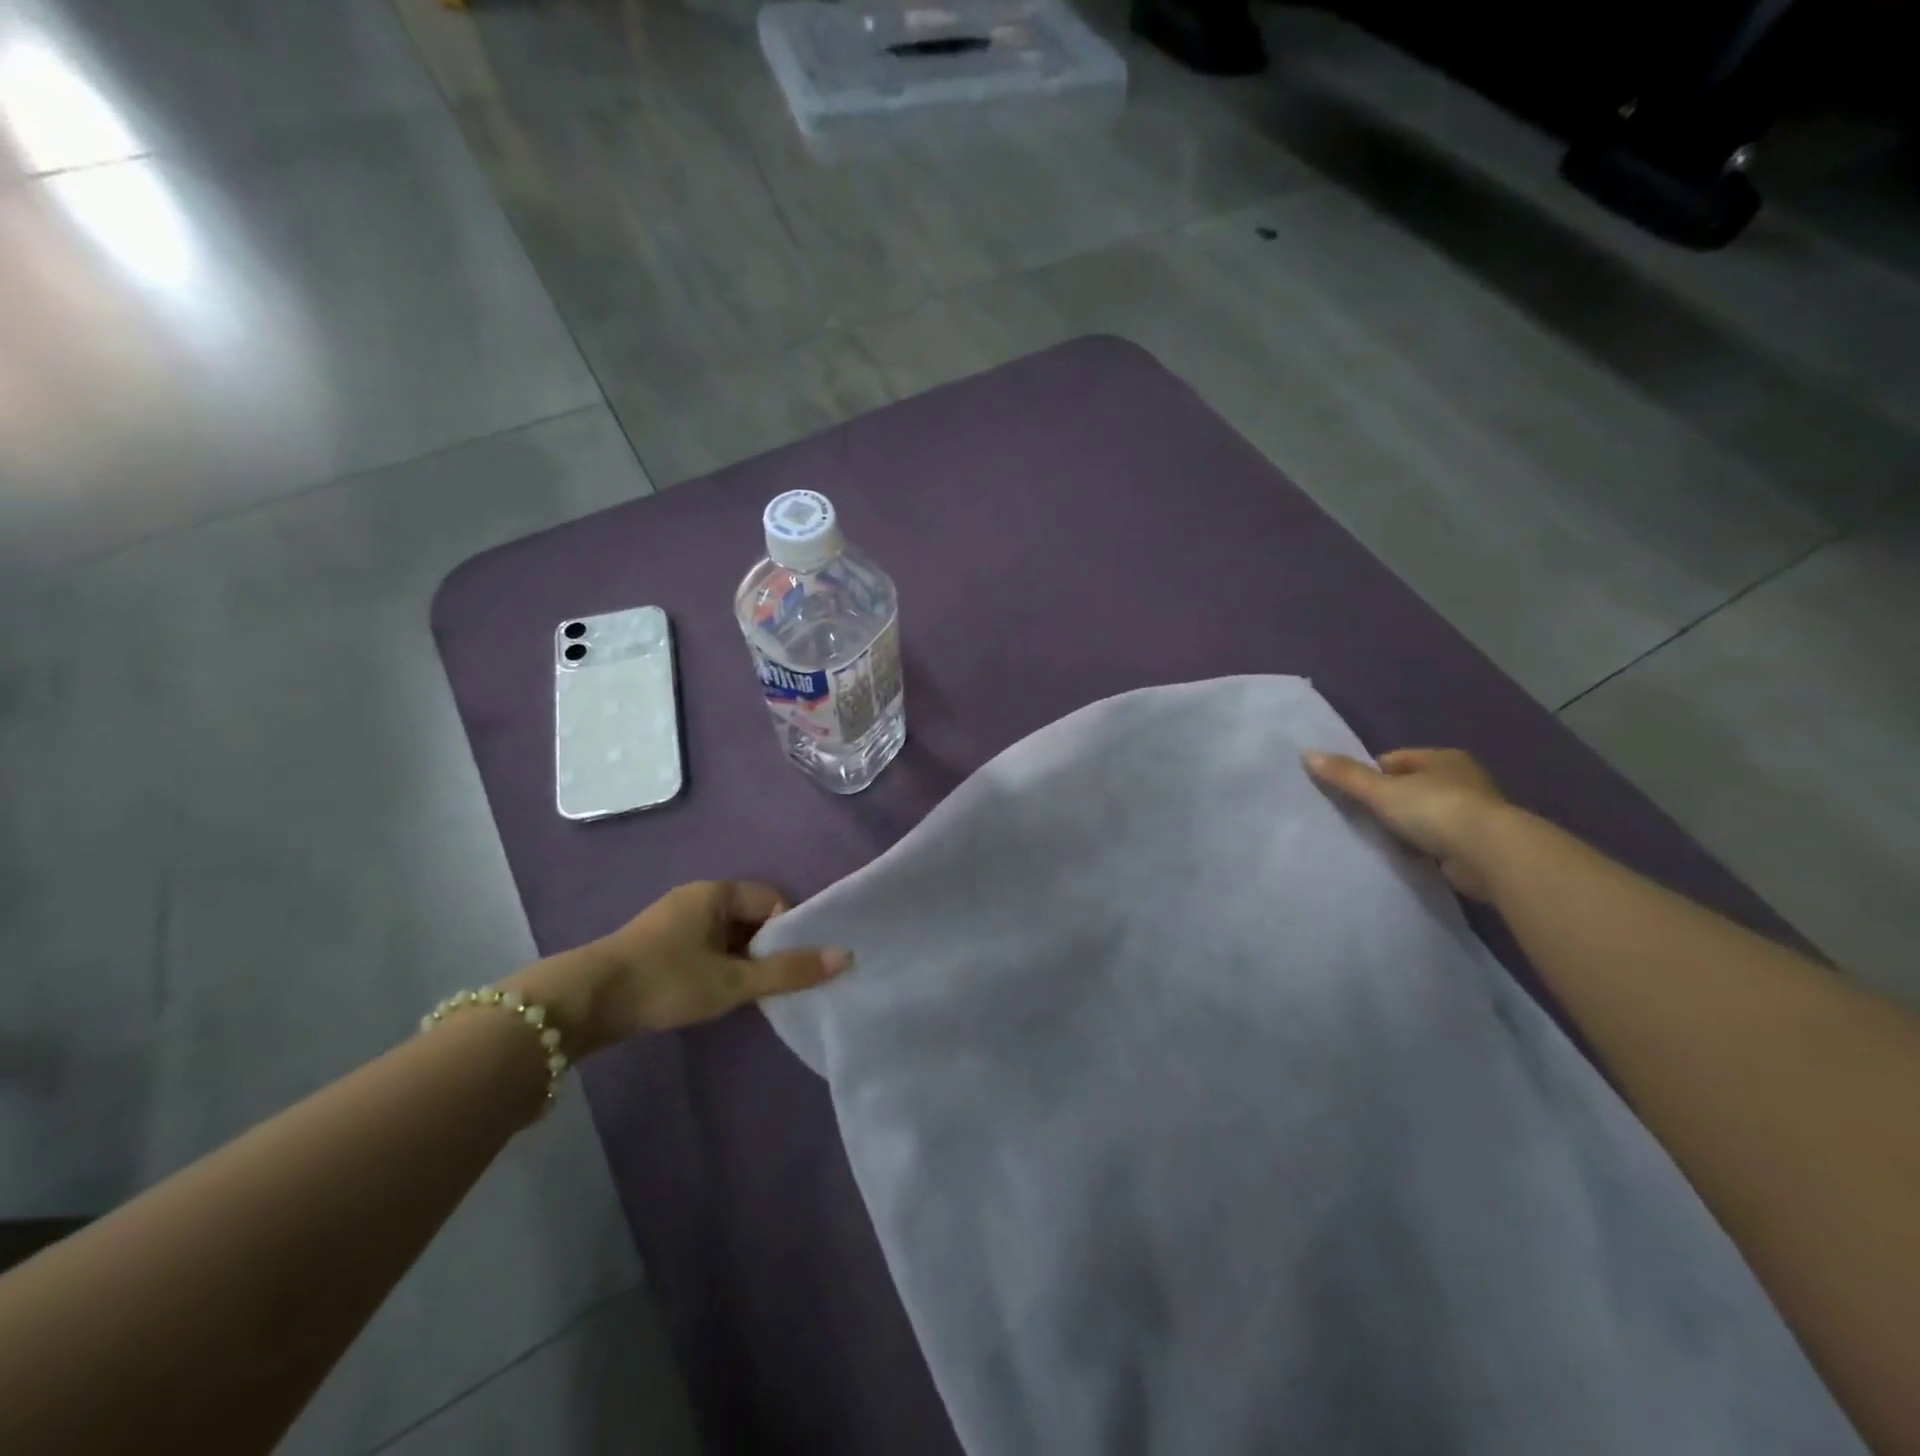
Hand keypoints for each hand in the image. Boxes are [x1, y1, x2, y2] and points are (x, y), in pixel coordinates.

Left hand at [506, 882, 850, 1054]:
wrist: (584, 1003)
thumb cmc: (666, 981)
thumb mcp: (733, 981)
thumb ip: (788, 971)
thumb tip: (846, 956)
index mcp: (716, 892)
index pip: (771, 901)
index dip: (785, 932)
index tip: (783, 967)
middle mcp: (697, 897)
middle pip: (750, 918)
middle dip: (764, 949)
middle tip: (767, 986)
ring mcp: (674, 920)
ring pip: (727, 936)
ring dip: (740, 962)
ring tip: (741, 995)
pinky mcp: (657, 944)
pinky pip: (705, 947)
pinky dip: (718, 967)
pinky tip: (712, 995)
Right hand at [1304, 747, 1510, 899]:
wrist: (1489, 854)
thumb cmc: (1435, 810)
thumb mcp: (1381, 790)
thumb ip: (1345, 775)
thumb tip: (1307, 753)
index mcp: (1443, 758)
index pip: (1395, 760)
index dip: (1371, 774)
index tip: (1354, 795)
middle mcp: (1462, 779)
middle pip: (1411, 786)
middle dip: (1388, 800)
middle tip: (1362, 817)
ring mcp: (1473, 812)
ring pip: (1425, 813)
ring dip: (1406, 824)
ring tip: (1381, 838)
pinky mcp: (1477, 843)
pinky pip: (1437, 839)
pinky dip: (1422, 846)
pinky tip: (1407, 855)